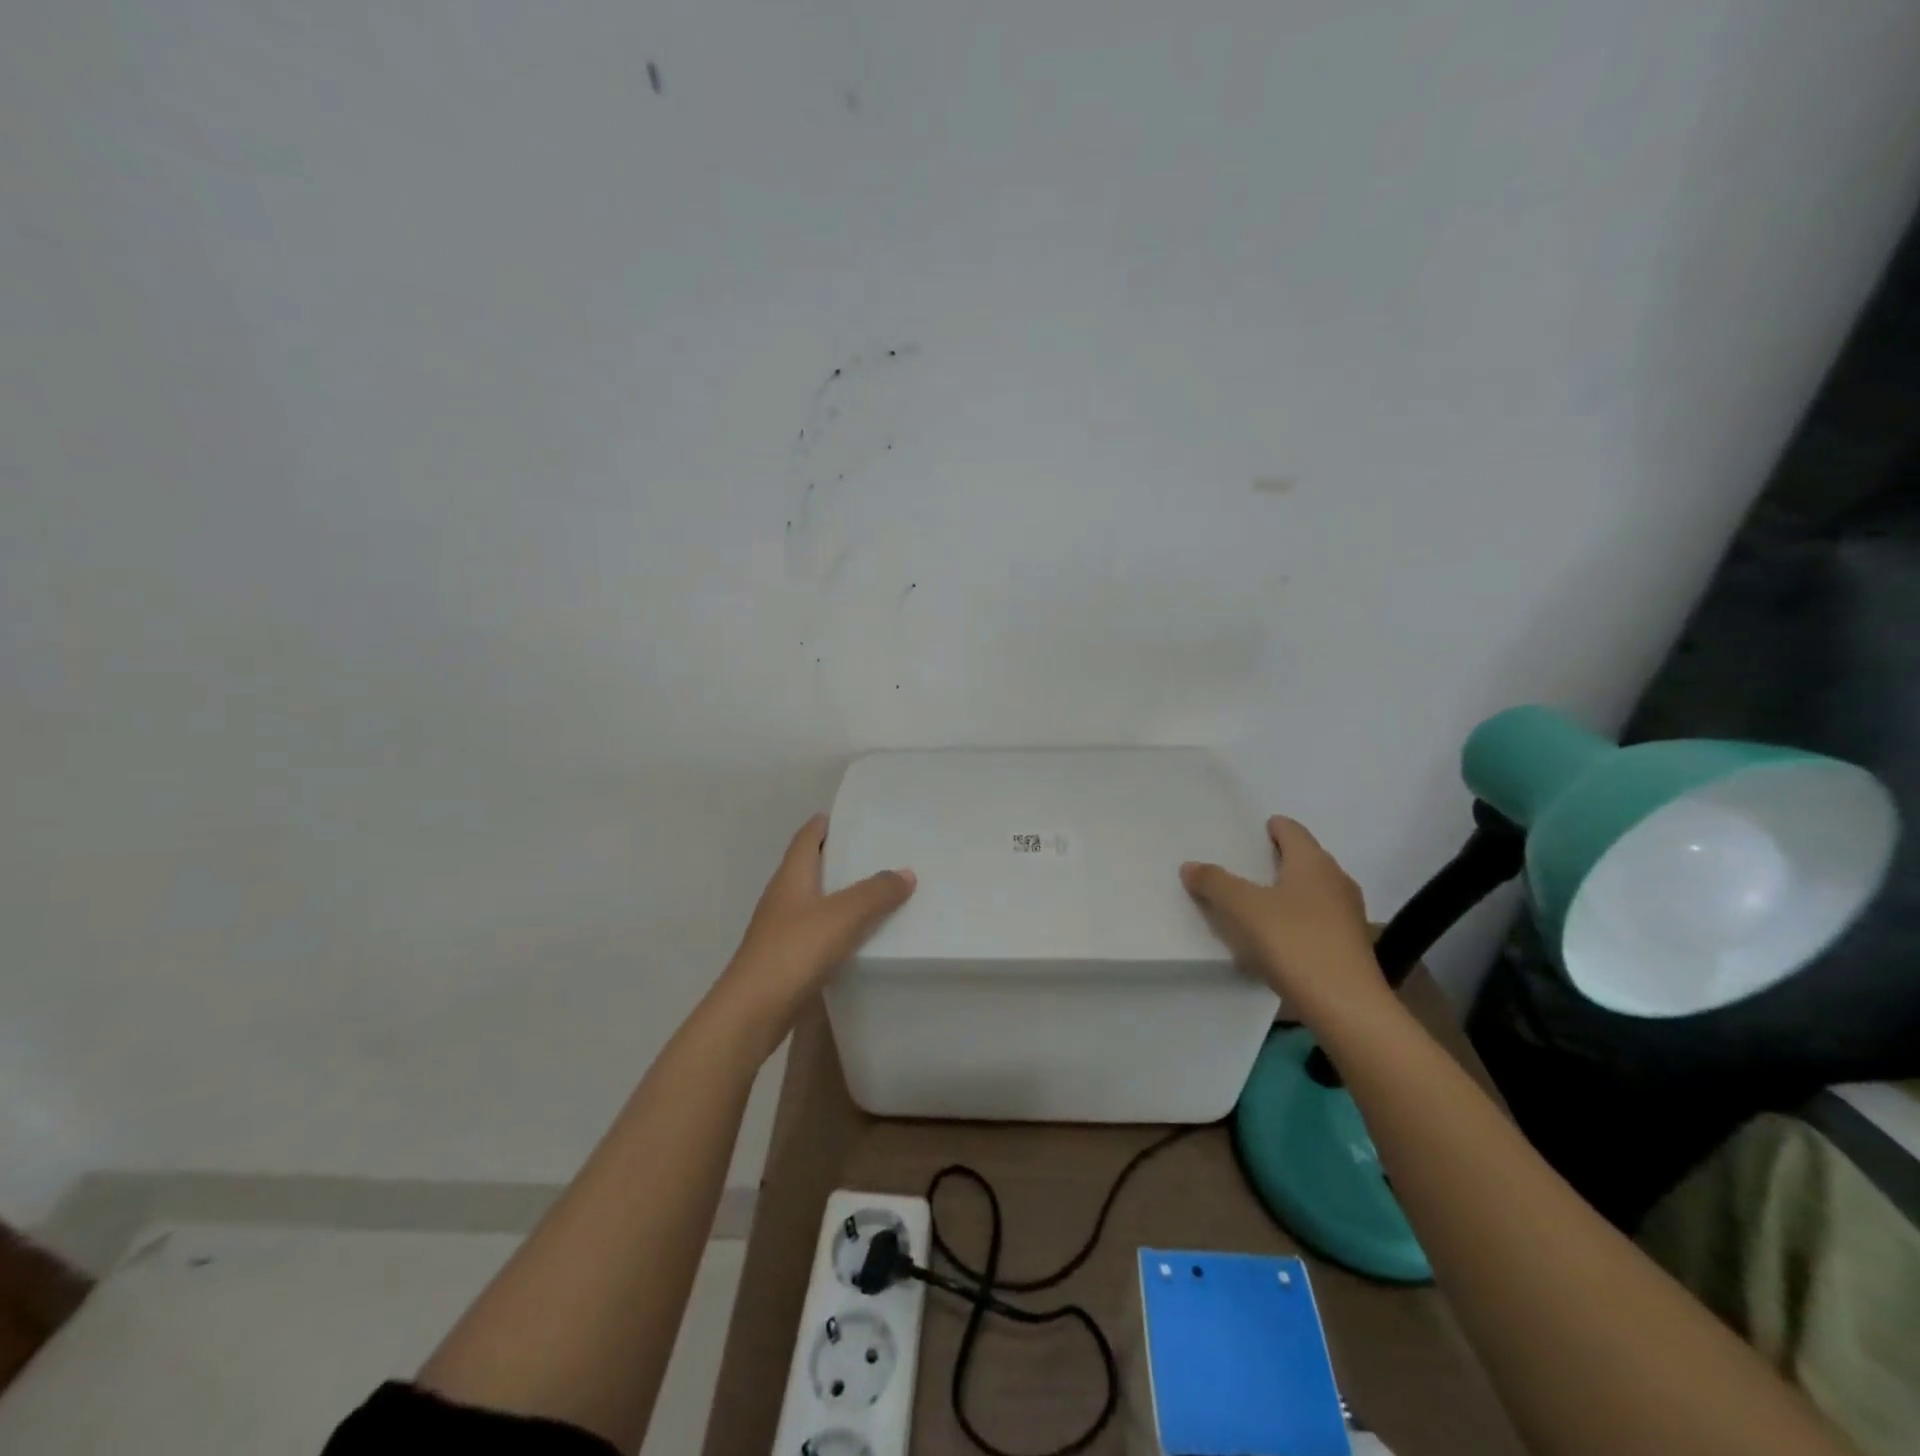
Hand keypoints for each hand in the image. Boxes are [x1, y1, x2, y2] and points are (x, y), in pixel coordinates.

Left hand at [714, 814, 915, 1032]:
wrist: (753, 1012)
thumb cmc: (795, 951)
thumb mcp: (843, 915)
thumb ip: (876, 892)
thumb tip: (906, 873)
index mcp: (791, 876)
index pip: (807, 838)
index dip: (825, 824)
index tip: (853, 816)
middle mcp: (783, 897)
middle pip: (811, 867)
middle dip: (840, 858)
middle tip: (878, 852)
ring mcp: (781, 929)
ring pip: (815, 901)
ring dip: (841, 895)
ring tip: (878, 892)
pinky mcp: (786, 959)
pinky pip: (818, 932)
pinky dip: (838, 927)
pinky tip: (860, 936)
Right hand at [1180, 816, 1386, 1023]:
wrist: (1346, 1005)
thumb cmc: (1294, 942)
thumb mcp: (1242, 908)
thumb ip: (1215, 882)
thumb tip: (1191, 865)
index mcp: (1313, 862)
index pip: (1291, 829)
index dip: (1269, 827)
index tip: (1249, 833)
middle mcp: (1336, 880)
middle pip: (1303, 858)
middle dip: (1276, 859)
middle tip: (1242, 866)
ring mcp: (1347, 914)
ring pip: (1311, 890)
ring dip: (1286, 891)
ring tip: (1254, 902)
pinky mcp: (1349, 945)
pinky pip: (1316, 919)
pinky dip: (1296, 919)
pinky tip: (1275, 936)